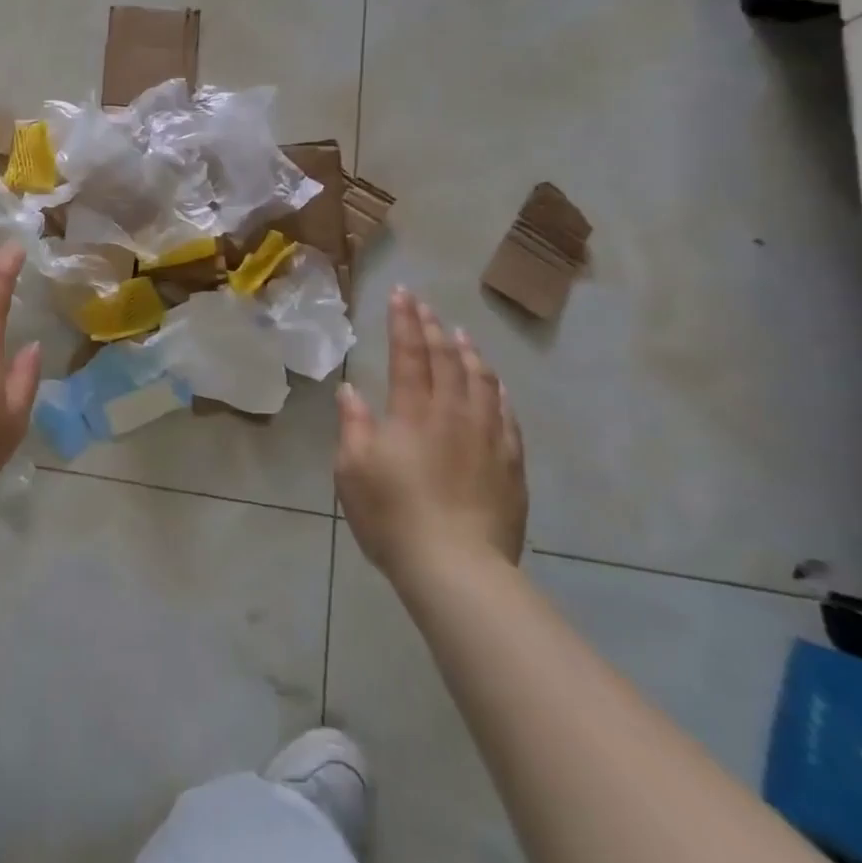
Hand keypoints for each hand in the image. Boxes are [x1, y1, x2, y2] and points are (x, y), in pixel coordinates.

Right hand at [336, 289, 525, 589]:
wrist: (456, 568)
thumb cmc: (392, 516)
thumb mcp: (352, 470)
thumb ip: (353, 425)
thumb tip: (352, 391)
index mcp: (412, 413)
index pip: (409, 354)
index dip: (404, 321)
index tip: (401, 294)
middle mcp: (453, 415)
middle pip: (446, 360)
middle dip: (432, 327)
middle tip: (425, 304)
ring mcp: (487, 438)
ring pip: (482, 382)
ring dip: (468, 353)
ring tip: (460, 334)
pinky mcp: (510, 465)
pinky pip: (507, 416)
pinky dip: (498, 391)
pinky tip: (495, 385)